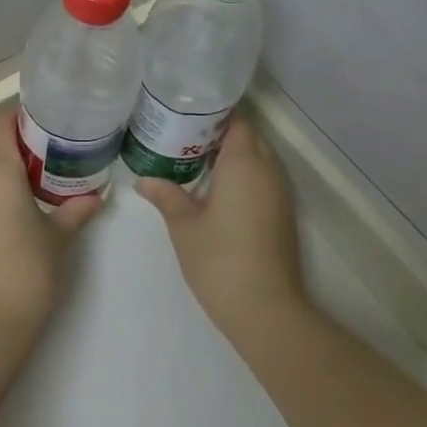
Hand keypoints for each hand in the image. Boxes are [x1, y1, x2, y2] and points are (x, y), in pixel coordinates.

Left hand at [0, 111, 100, 344]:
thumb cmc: (26, 273)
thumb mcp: (58, 239)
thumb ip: (75, 210)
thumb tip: (96, 196)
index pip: (0, 123)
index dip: (19, 117)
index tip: (44, 123)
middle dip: (0, 133)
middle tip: (33, 147)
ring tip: (21, 176)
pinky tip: (4, 206)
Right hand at [135, 115, 307, 341]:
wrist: (267, 311)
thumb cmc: (220, 260)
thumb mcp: (184, 225)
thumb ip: (165, 195)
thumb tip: (143, 180)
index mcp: (244, 162)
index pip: (234, 121)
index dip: (211, 116)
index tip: (183, 117)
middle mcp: (268, 170)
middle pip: (247, 137)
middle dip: (218, 134)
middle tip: (182, 138)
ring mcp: (280, 193)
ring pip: (257, 158)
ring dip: (232, 156)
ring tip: (194, 160)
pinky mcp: (283, 214)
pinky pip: (263, 179)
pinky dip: (243, 175)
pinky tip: (216, 189)